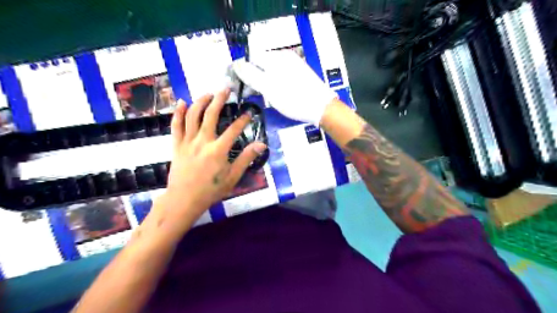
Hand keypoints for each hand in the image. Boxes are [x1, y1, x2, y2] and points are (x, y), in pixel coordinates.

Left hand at [161, 90, 267, 223]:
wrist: (184, 199)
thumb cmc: (211, 190)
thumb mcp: (233, 177)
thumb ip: (246, 158)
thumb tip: (261, 145)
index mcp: (218, 150)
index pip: (234, 129)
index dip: (243, 120)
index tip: (249, 113)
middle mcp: (202, 141)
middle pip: (211, 114)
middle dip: (219, 99)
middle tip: (226, 89)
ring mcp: (187, 141)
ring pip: (192, 115)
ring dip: (200, 102)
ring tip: (208, 94)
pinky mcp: (177, 145)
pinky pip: (176, 125)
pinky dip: (178, 112)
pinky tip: (182, 102)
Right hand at [232, 50, 337, 124]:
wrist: (322, 108)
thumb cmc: (294, 99)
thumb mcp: (269, 88)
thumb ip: (251, 75)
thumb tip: (235, 64)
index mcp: (276, 58)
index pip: (251, 57)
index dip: (241, 70)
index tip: (237, 85)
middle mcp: (284, 57)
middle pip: (260, 63)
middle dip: (251, 76)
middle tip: (248, 93)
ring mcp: (293, 65)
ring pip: (270, 69)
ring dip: (261, 80)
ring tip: (260, 95)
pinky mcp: (299, 74)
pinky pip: (280, 74)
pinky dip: (272, 82)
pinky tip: (274, 93)